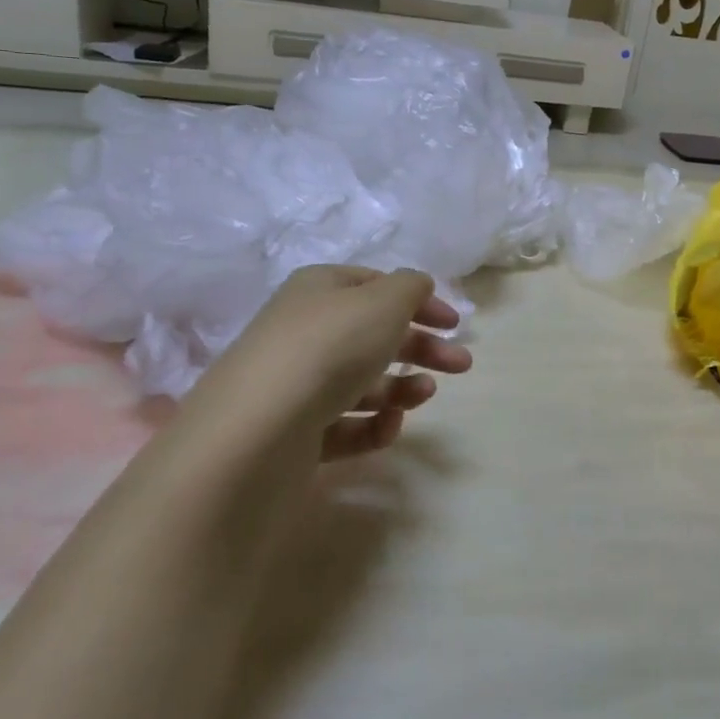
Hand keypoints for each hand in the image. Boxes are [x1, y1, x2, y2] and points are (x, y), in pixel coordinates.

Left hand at [176, 265, 472, 465]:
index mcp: (320, 290)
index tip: (454, 324)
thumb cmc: (330, 347)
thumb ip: (410, 288)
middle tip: (462, 365)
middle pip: (374, 335)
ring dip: (401, 387)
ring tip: (425, 395)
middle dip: (421, 348)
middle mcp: (304, 331)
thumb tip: (416, 286)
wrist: (257, 430)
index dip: (418, 301)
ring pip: (361, 381)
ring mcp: (295, 384)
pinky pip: (342, 425)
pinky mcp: (293, 432)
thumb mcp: (383, 302)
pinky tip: (388, 426)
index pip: (376, 286)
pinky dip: (371, 425)